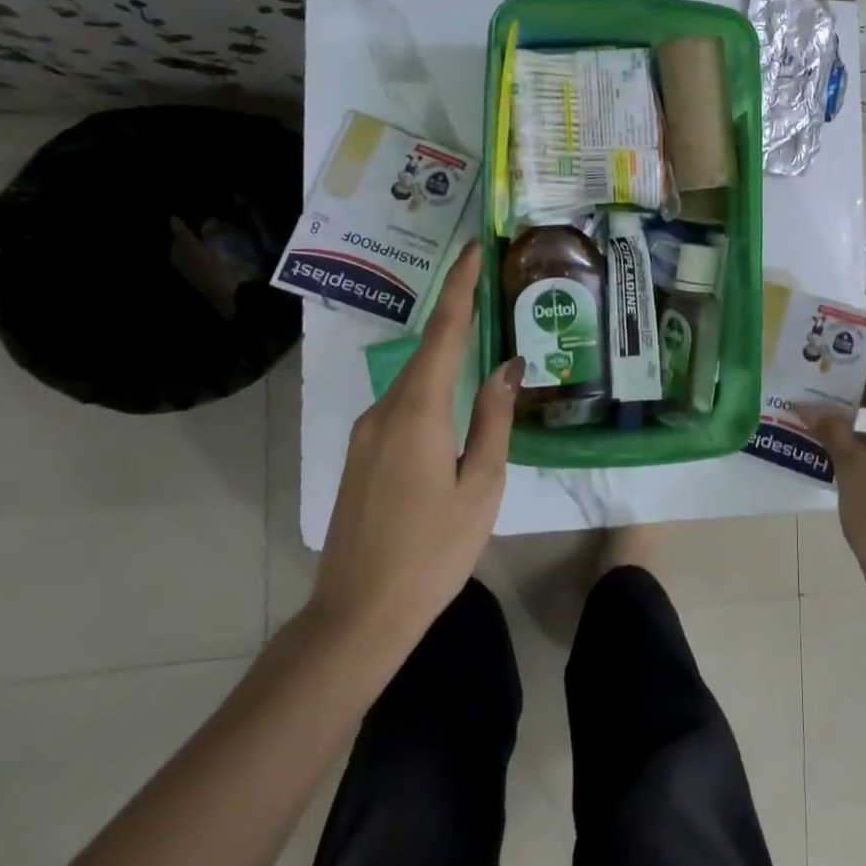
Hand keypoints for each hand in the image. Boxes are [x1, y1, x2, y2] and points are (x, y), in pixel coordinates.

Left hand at [306, 241, 523, 665]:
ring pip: (414, 380)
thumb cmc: (433, 551)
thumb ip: (493, 418)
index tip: (474, 250)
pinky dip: (431, 388)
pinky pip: (402, 405)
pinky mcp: (360, 454)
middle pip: (427, 350)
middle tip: (492, 290)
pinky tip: (454, 401)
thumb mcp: (481, 485)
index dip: (461, 288)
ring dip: (446, 356)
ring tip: (483, 344)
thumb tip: (508, 366)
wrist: (357, 615)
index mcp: (418, 412)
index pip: (444, 333)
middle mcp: (384, 410)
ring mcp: (365, 433)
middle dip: (458, 315)